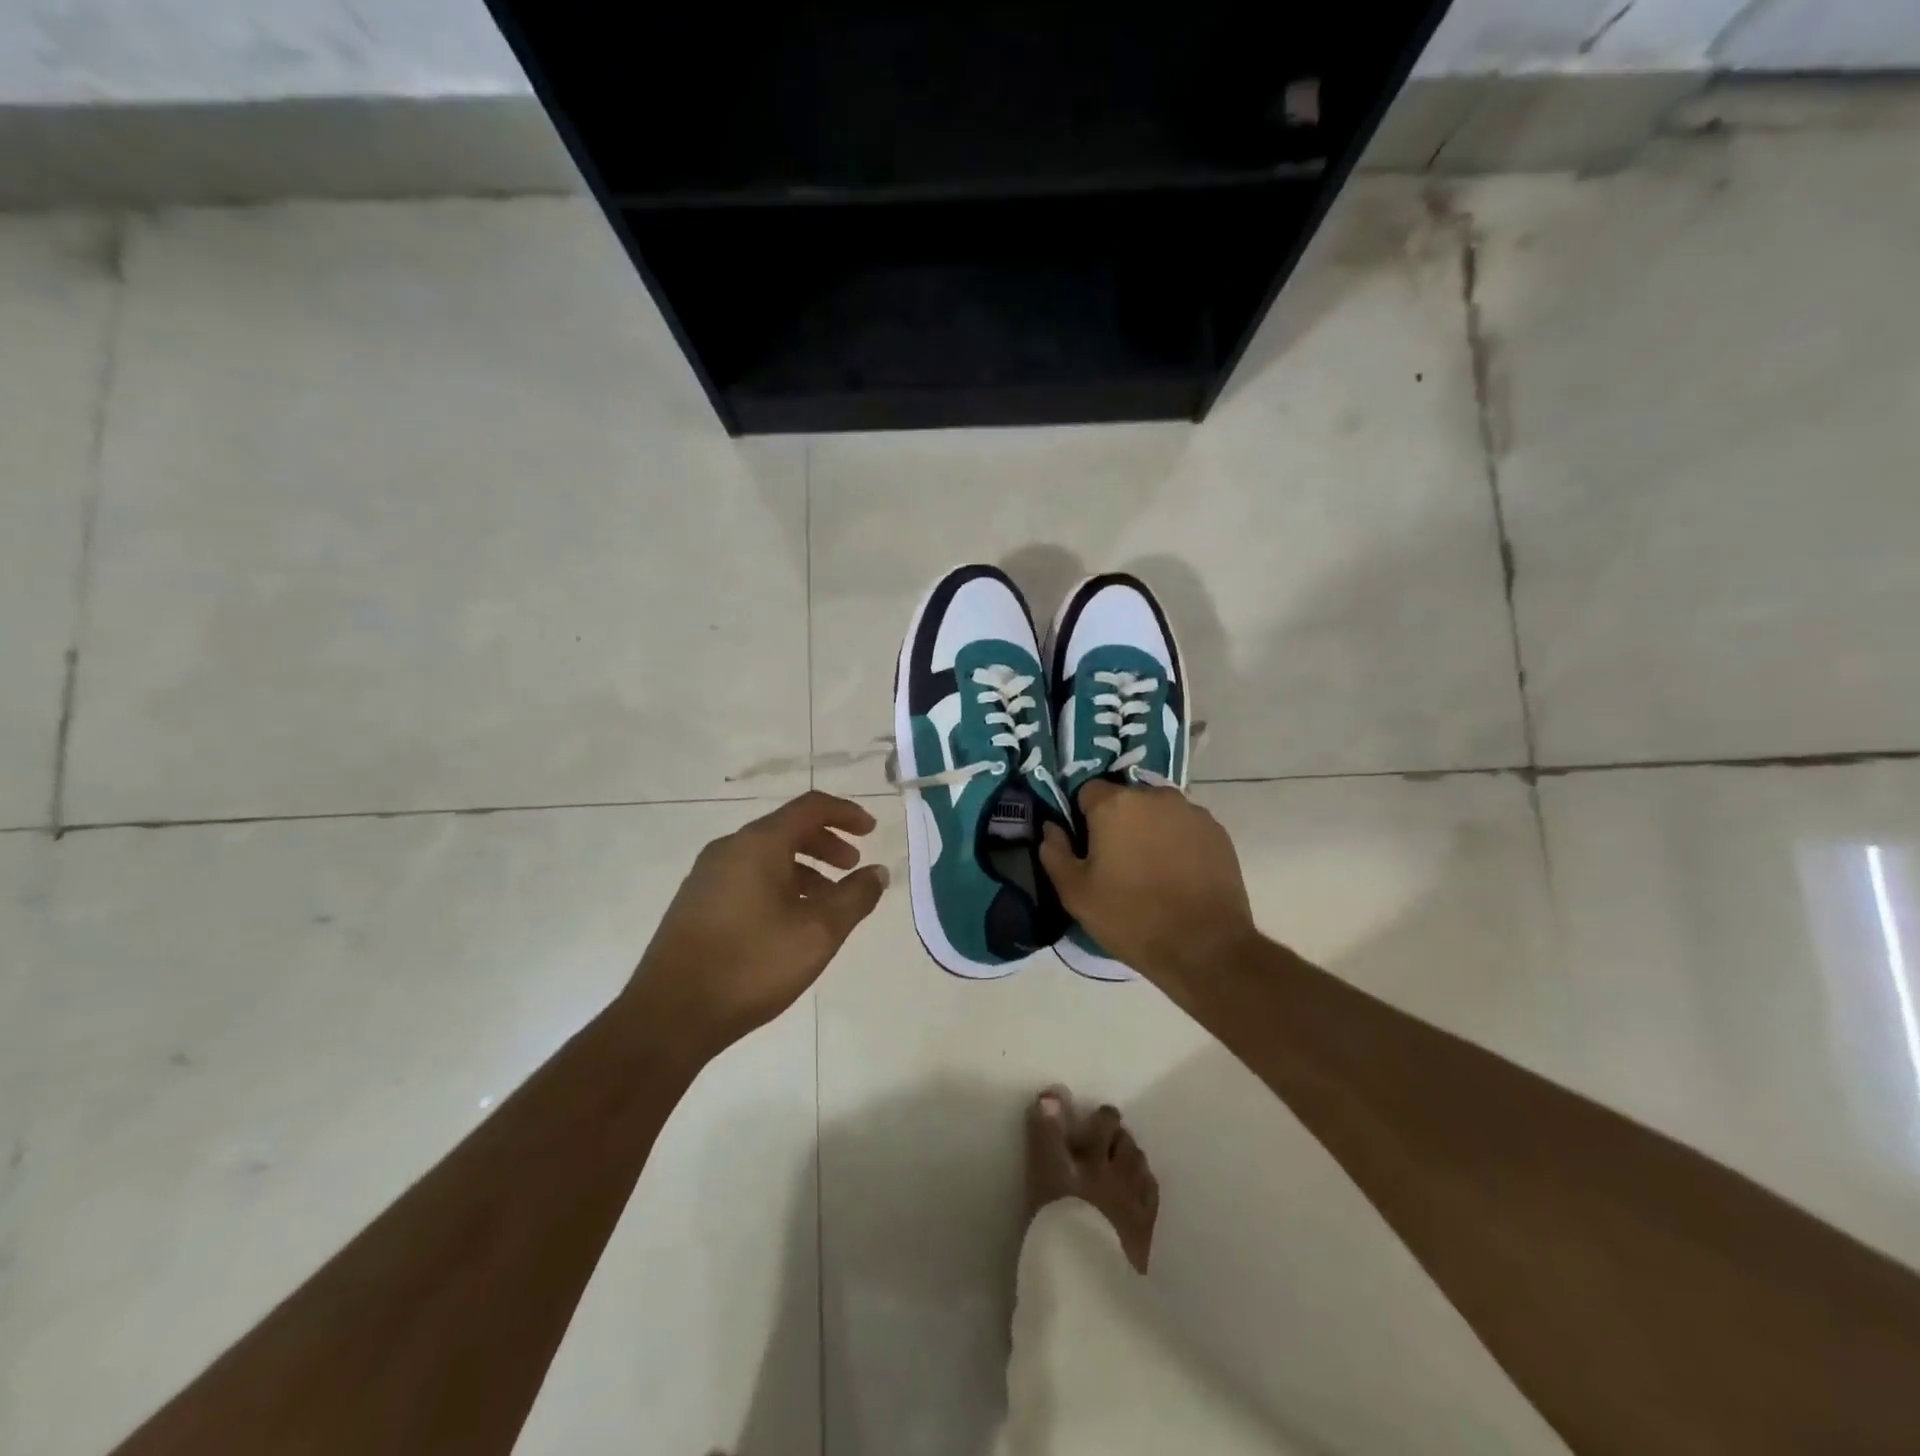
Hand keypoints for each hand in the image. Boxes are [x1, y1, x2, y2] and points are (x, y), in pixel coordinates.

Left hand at [624, 791, 887, 1061]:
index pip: (810, 807)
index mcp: (758, 844)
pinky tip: (789, 922)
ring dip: (804, 868)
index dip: (846, 813)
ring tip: (827, 902)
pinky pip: (747, 877)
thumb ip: (855, 897)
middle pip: (787, 829)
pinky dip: (779, 884)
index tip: (872, 831)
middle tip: (853, 867)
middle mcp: (729, 848)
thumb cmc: (752, 965)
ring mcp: (707, 876)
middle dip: (826, 843)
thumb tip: (877, 872)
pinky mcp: (695, 903)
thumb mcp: (818, 932)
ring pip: (766, 856)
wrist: (669, 1016)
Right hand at [1039, 780, 1257, 984]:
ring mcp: (1191, 811)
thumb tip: (1051, 827)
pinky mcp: (1217, 831)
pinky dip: (1178, 841)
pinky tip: (1178, 875)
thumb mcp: (1075, 893)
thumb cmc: (1130, 918)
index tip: (1087, 847)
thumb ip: (1055, 852)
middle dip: (1118, 822)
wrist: (1204, 947)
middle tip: (1118, 861)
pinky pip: (1185, 826)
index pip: (1087, 791)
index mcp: (1115, 804)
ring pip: (1158, 811)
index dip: (1083, 817)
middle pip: (1126, 799)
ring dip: (1150, 829)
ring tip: (1152, 870)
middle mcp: (1154, 796)